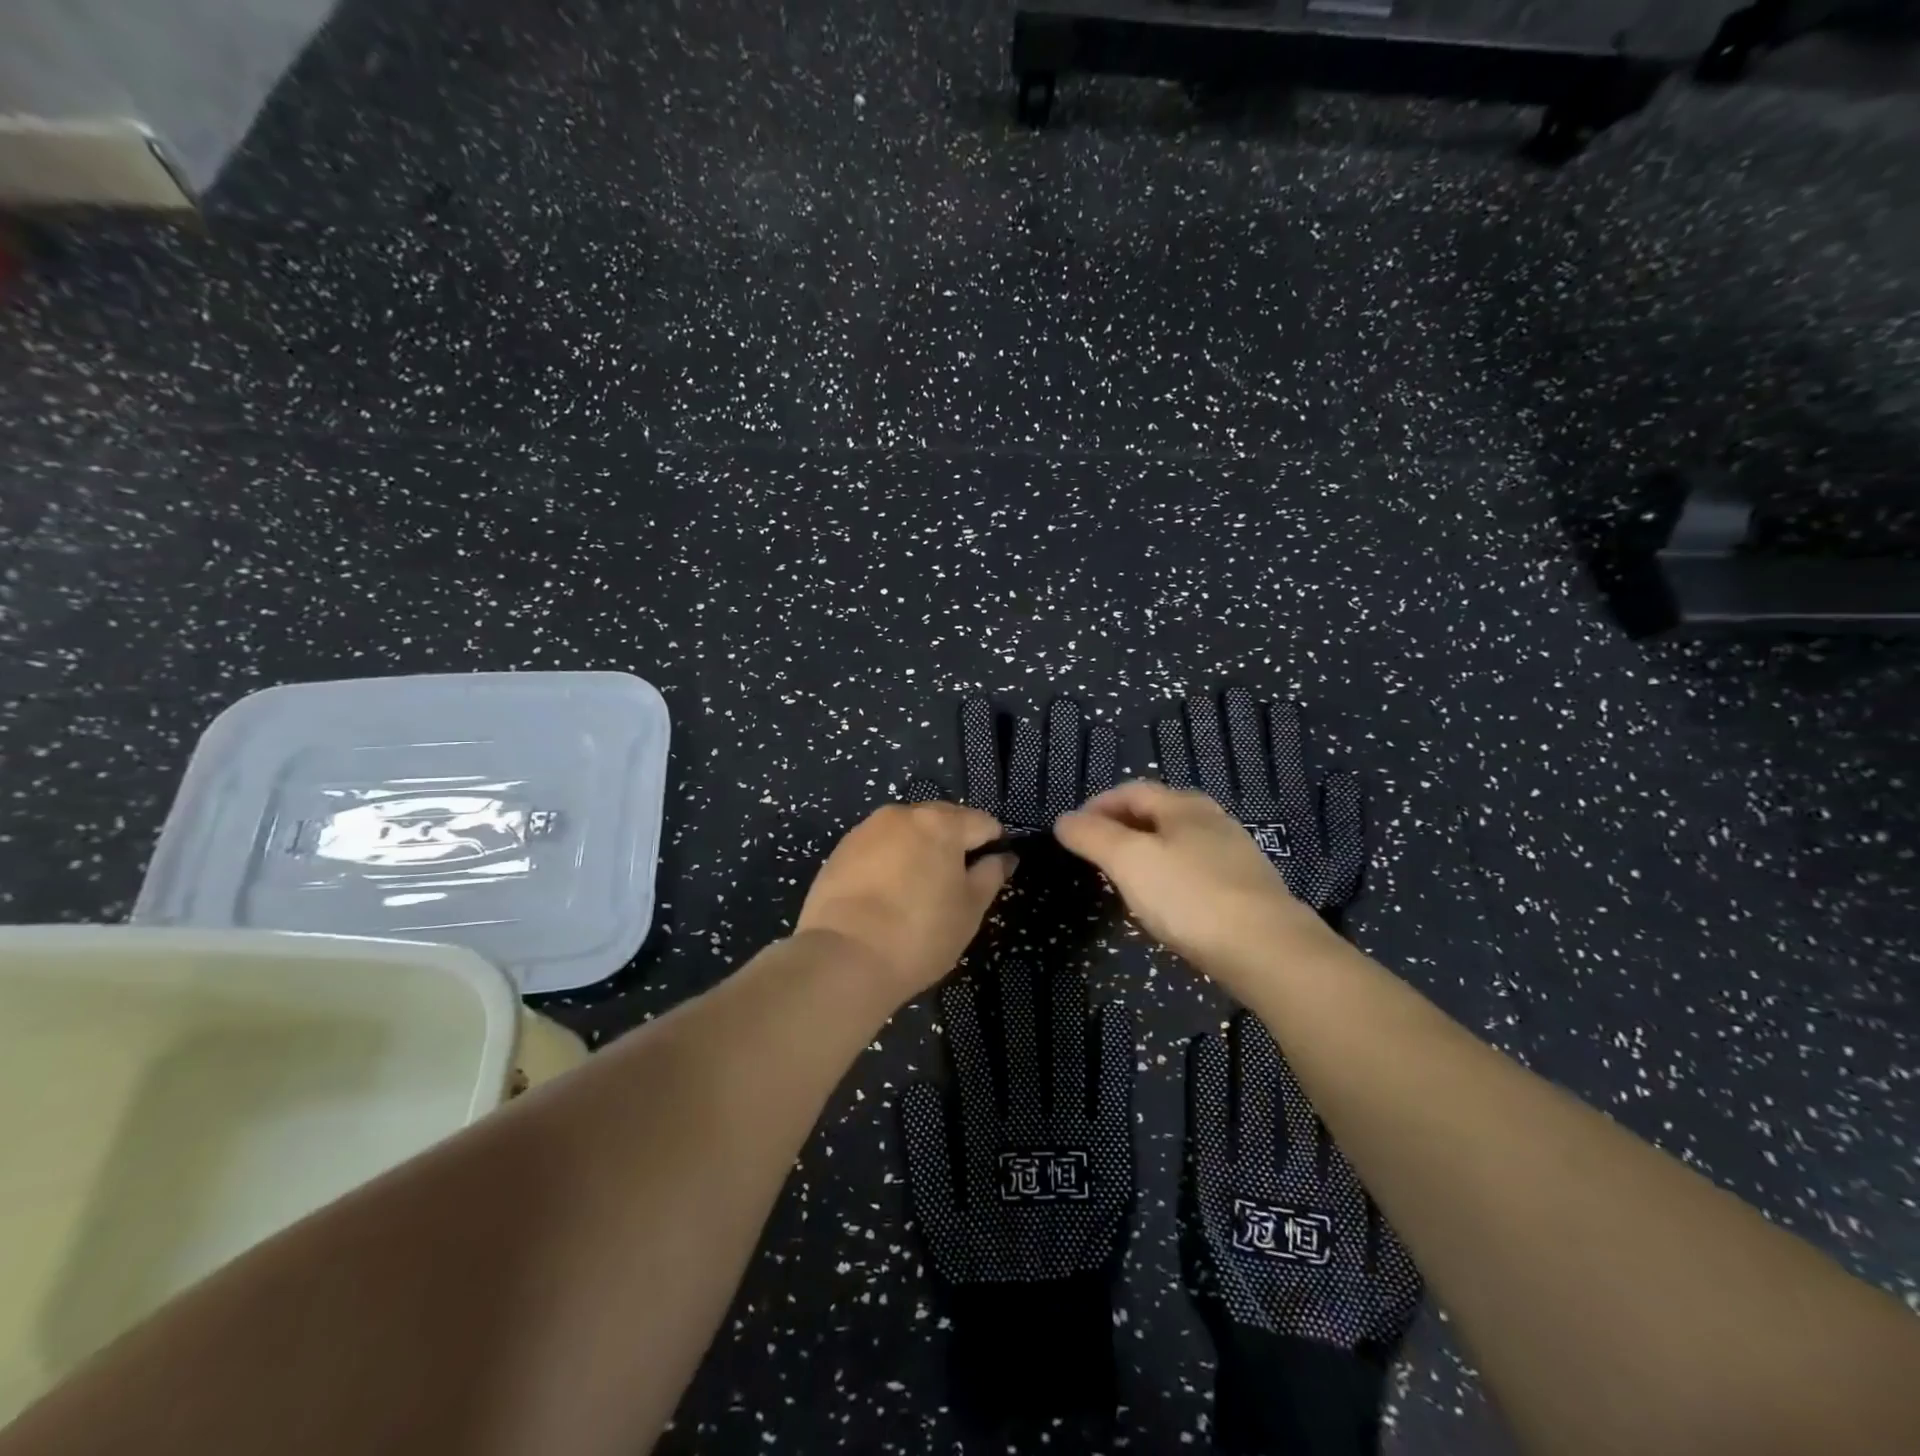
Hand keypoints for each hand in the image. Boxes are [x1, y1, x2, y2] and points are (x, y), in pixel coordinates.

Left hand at [795, 801, 1013, 1003]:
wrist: (842, 958)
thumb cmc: (919, 934)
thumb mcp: (969, 910)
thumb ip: (990, 875)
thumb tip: (1003, 857)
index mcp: (940, 823)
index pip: (982, 822)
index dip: (994, 844)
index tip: (993, 871)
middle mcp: (902, 814)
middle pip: (941, 820)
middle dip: (954, 843)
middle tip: (956, 884)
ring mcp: (866, 830)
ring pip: (906, 832)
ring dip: (919, 851)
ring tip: (919, 891)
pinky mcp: (839, 851)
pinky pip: (877, 848)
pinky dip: (889, 862)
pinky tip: (887, 895)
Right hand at [1054, 781, 1329, 978]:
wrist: (1268, 951)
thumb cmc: (1190, 897)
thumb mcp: (1129, 861)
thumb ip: (1093, 836)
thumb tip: (1064, 820)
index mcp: (1183, 805)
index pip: (1130, 791)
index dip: (1096, 806)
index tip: (1071, 832)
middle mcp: (1212, 820)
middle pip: (1156, 812)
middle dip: (1120, 827)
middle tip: (1093, 854)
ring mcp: (1234, 853)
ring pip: (1177, 842)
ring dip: (1144, 853)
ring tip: (1123, 879)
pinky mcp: (1246, 888)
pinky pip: (1195, 870)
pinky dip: (1169, 876)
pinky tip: (1165, 904)